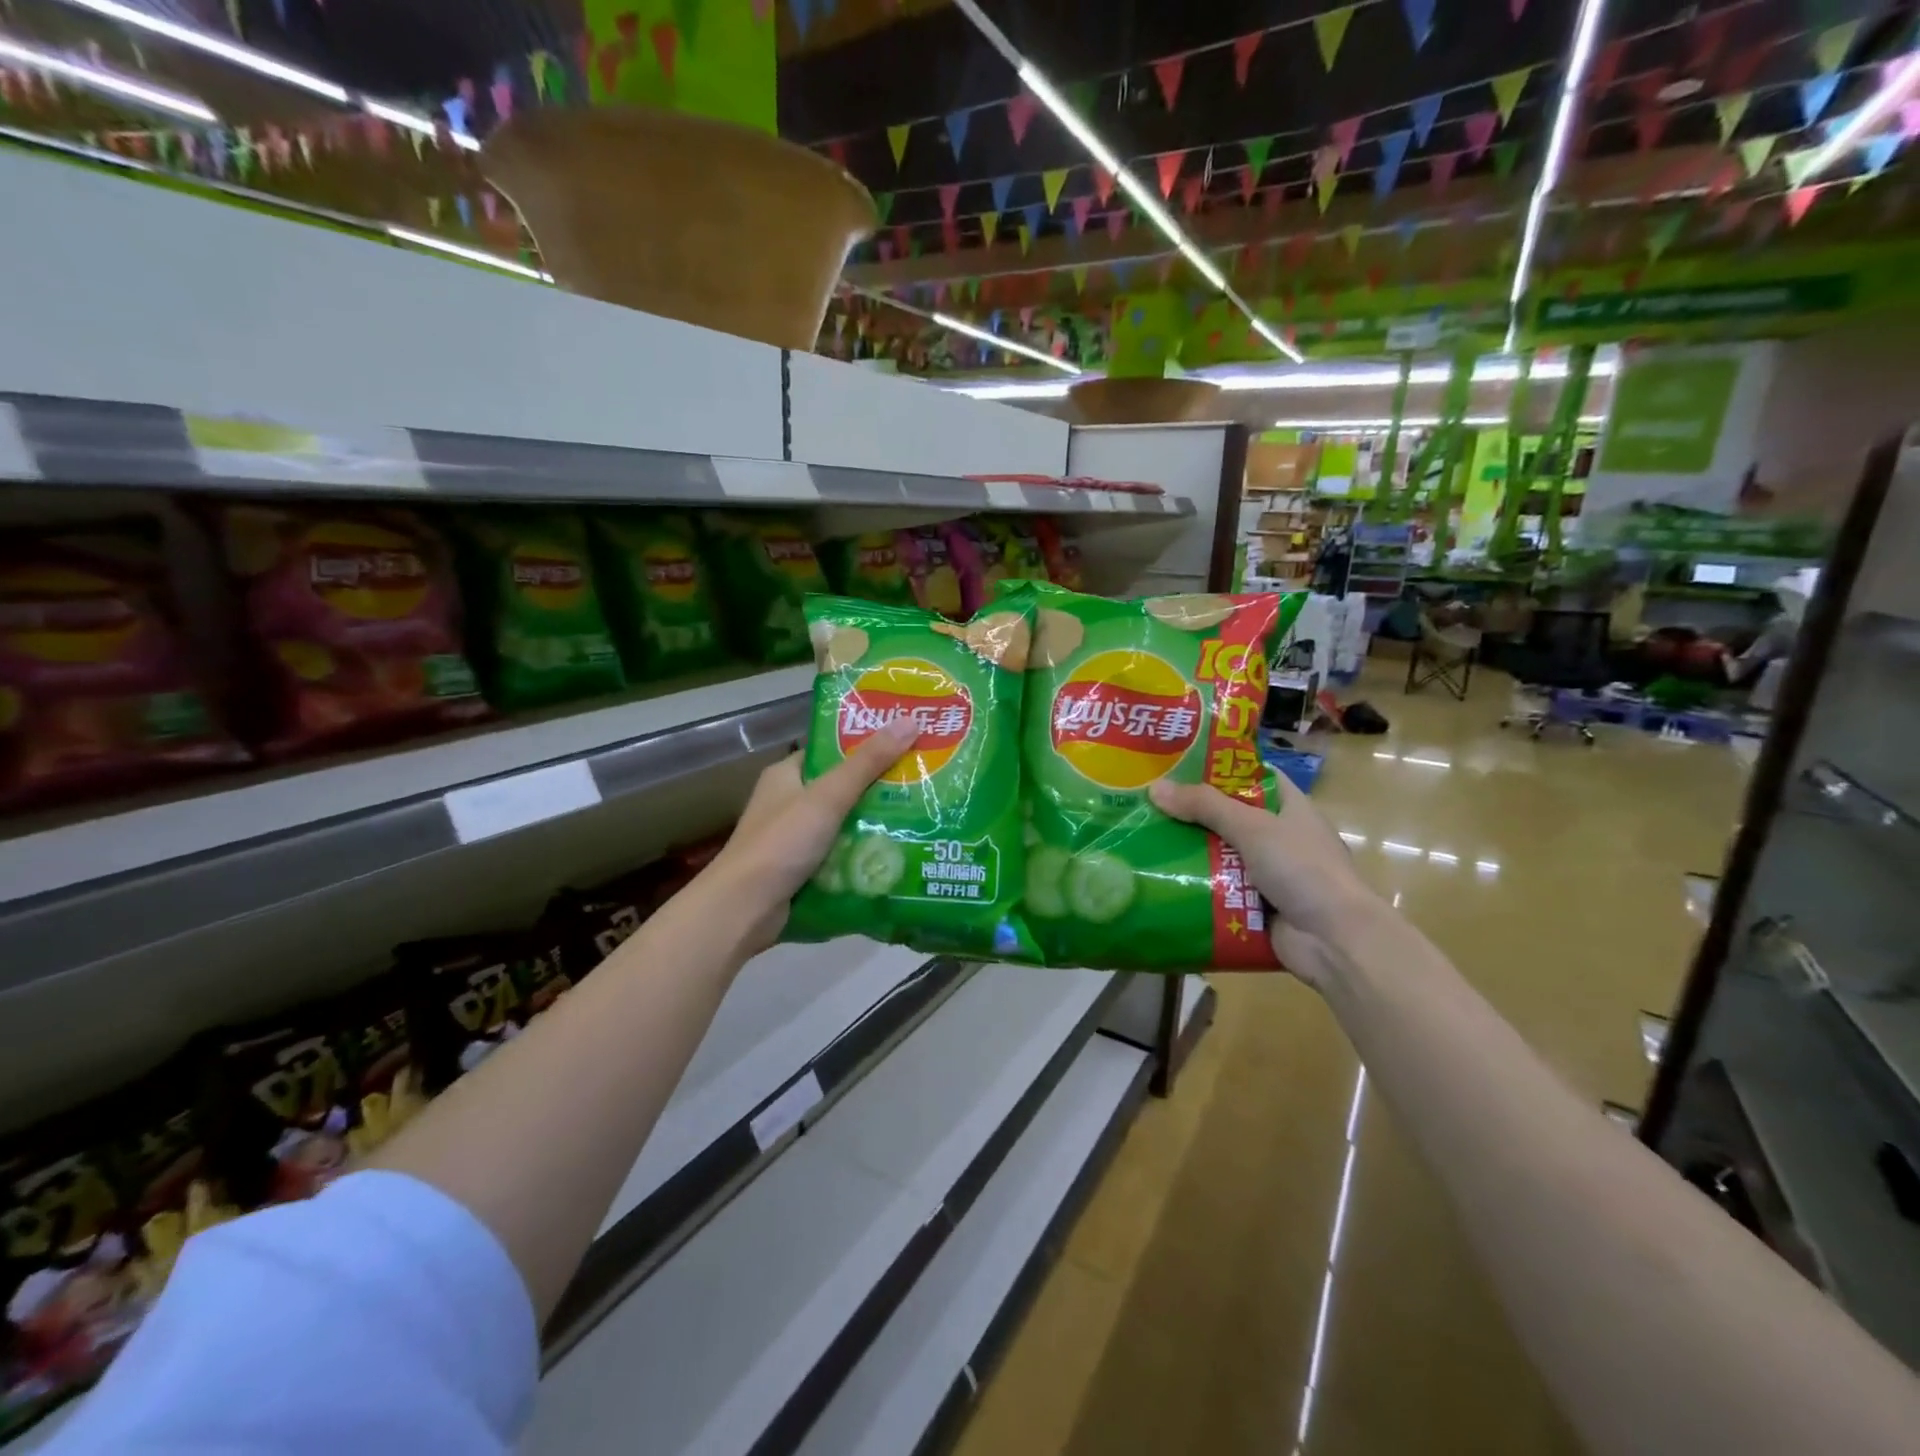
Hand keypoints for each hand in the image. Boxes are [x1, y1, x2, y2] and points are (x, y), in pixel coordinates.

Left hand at [705, 717, 920, 950]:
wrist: (744, 909)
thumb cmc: (782, 843)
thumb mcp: (828, 796)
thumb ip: (868, 763)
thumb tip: (910, 720)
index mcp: (786, 775)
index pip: (831, 751)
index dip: (865, 745)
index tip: (905, 744)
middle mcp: (788, 803)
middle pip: (841, 788)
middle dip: (878, 789)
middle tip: (921, 784)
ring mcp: (793, 839)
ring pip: (843, 824)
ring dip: (873, 825)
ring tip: (920, 818)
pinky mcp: (801, 870)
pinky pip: (839, 855)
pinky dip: (862, 855)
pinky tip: (895, 855)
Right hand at [1148, 772, 1381, 984]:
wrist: (1334, 940)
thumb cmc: (1302, 869)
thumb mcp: (1252, 827)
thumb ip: (1205, 806)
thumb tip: (1155, 788)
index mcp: (1290, 809)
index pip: (1254, 777)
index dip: (1221, 769)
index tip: (1179, 765)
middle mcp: (1280, 838)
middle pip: (1230, 817)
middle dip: (1193, 814)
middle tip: (1149, 806)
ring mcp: (1269, 875)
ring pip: (1221, 855)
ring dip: (1190, 853)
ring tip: (1145, 841)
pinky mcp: (1256, 906)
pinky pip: (1220, 889)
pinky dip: (1197, 886)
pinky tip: (1161, 879)